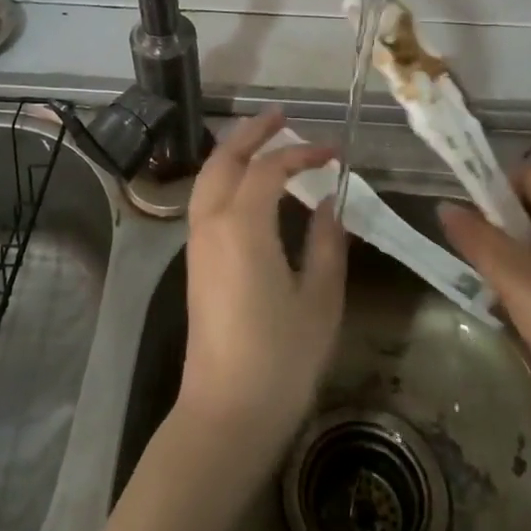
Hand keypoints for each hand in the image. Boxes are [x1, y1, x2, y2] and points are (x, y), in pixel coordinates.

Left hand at [175, 108, 347, 471]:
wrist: (226, 413)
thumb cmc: (280, 359)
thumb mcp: (320, 299)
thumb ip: (326, 242)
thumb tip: (329, 202)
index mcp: (243, 226)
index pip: (270, 169)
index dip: (303, 152)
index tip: (335, 151)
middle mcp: (212, 224)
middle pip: (224, 160)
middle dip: (251, 132)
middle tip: (282, 116)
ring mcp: (197, 243)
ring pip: (208, 178)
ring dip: (234, 152)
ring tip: (265, 140)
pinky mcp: (195, 263)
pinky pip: (206, 200)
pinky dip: (226, 177)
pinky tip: (250, 185)